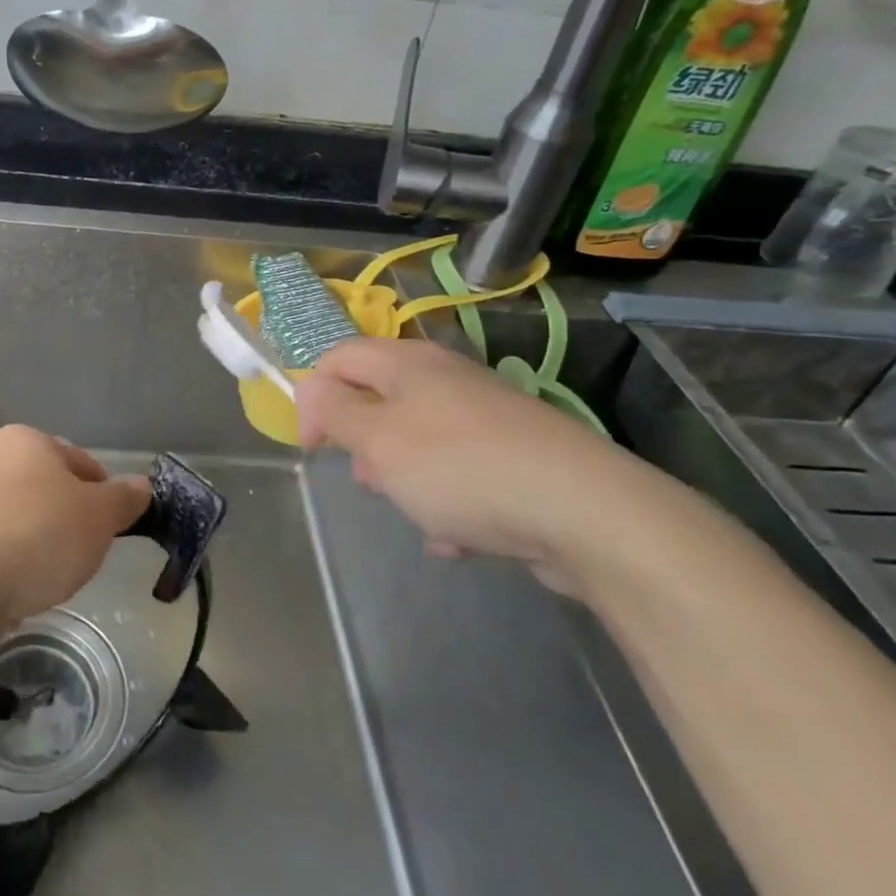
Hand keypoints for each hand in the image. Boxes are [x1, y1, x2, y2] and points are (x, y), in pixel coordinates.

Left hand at [0, 425, 150, 630]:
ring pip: (20, 520)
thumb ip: (123, 499)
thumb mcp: (98, 516)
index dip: (104, 496)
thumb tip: (142, 486)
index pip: (81, 462)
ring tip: (49, 577)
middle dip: (70, 521)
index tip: (112, 530)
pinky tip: (17, 588)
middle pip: (48, 490)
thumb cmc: (36, 535)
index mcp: (26, 440)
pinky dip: (10, 564)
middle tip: (84, 555)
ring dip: (39, 544)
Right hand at [295, 338, 654, 591]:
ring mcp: (486, 419)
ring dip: (406, 481)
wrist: (583, 511)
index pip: (339, 358)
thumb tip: (312, 388)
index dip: (313, 397)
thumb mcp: (378, 440)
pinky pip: (459, 475)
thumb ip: (335, 411)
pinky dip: (448, 503)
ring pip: (418, 444)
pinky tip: (459, 537)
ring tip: (421, 515)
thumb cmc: (458, 467)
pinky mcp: (515, 458)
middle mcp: (448, 380)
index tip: (312, 447)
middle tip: (371, 481)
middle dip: (365, 447)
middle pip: (380, 402)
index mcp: (409, 363)